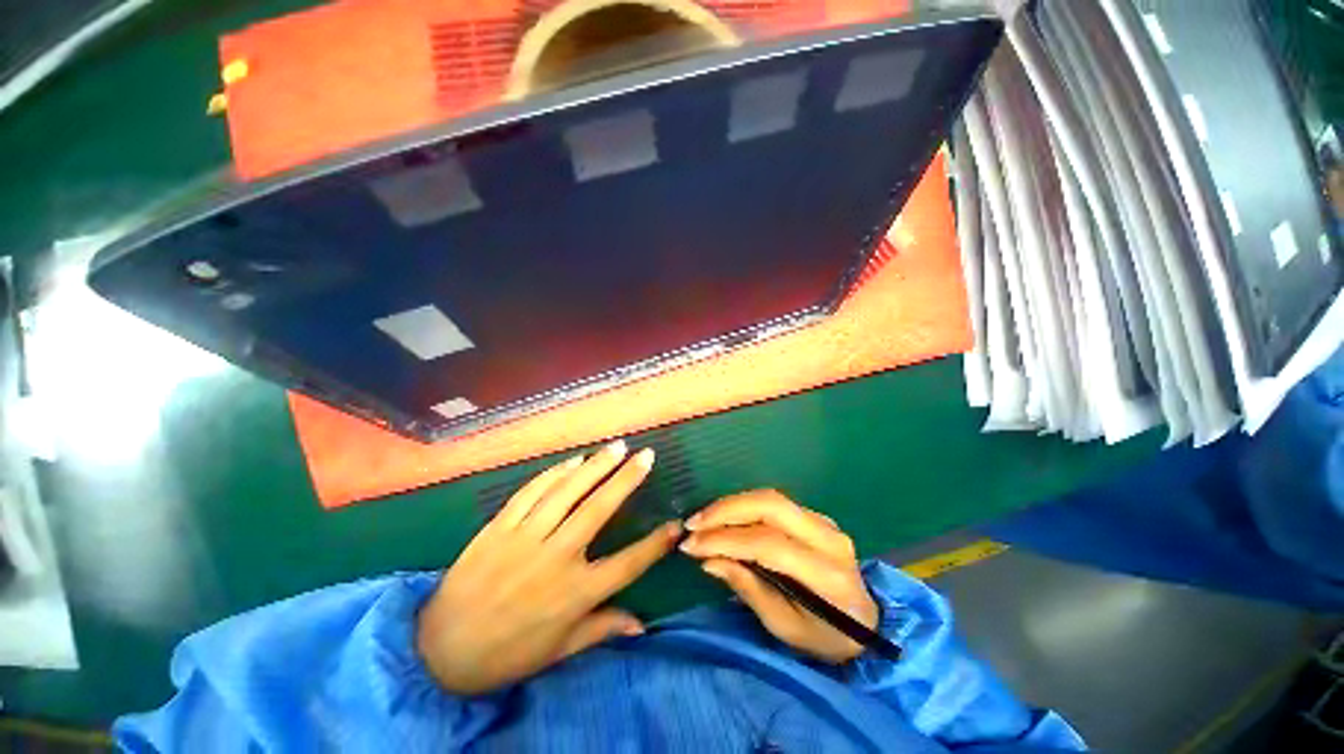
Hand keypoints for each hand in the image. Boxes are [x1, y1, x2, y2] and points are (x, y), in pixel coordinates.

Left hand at [416, 441, 681, 693]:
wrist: (440, 651)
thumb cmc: (508, 654)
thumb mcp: (560, 649)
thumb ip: (602, 630)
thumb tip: (641, 625)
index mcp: (575, 594)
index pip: (627, 564)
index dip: (655, 545)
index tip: (675, 525)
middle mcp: (555, 559)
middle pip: (599, 510)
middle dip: (626, 479)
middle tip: (645, 456)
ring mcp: (525, 538)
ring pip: (567, 493)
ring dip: (595, 466)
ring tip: (616, 447)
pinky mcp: (499, 527)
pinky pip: (531, 493)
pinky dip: (554, 473)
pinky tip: (572, 461)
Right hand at [680, 490, 877, 663]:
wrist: (868, 622)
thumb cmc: (826, 636)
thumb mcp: (786, 627)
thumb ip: (748, 589)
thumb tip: (709, 560)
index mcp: (826, 573)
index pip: (769, 544)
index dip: (726, 540)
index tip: (691, 546)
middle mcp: (828, 537)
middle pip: (771, 505)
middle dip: (726, 510)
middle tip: (694, 524)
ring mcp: (824, 521)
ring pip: (770, 497)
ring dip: (731, 504)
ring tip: (702, 519)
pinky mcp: (815, 515)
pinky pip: (774, 502)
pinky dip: (744, 506)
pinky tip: (724, 516)